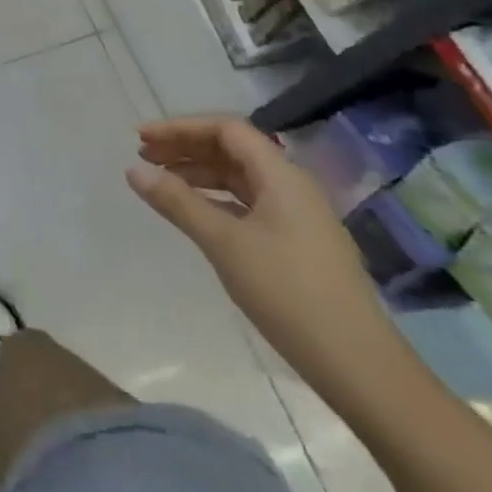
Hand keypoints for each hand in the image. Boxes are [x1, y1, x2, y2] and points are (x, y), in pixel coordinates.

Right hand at [127, 116, 418, 408]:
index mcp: (280, 175)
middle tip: (143, 157)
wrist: (357, 363)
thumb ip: (177, 202)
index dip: (181, 128)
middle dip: (186, 148)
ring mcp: (297, 215)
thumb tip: (134, 170)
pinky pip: (248, 203)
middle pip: (232, 150)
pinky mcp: (296, 242)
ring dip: (199, 173)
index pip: (226, 130)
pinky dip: (216, 199)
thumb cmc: (287, 292)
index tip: (142, 138)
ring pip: (240, 178)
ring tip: (161, 183)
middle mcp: (291, 185)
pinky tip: (195, 213)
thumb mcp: (224, 243)